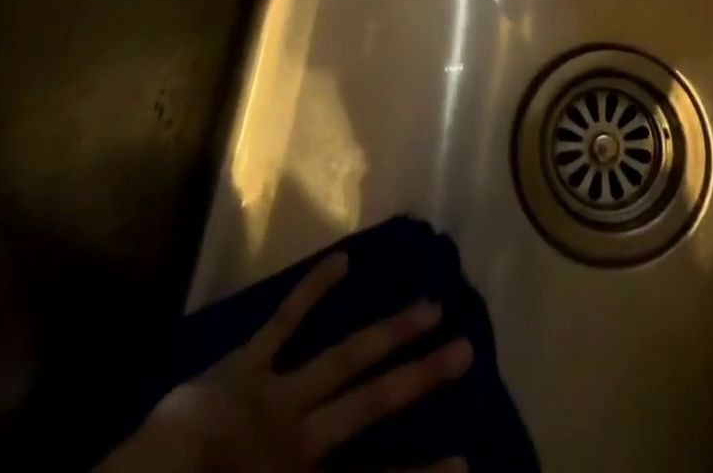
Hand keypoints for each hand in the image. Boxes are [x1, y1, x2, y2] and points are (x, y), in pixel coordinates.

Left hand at [100, 253, 471, 472]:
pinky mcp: (245, 367)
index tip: (467, 461)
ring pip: (346, 358)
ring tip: (431, 303)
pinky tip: (343, 259)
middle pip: (373, 402)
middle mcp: (304, 439)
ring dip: (389, 330)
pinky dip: (312, 291)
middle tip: (467, 348)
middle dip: (421, 377)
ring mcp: (277, 396)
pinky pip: (283, 323)